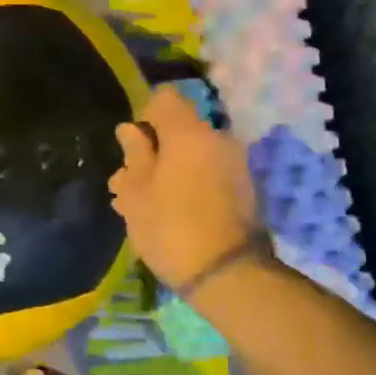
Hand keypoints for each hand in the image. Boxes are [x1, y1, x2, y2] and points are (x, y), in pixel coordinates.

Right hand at [108, 85, 259, 291]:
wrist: (228, 275)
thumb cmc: (171, 227)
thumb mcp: (137, 193)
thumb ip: (134, 156)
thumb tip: (130, 130)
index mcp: (189, 133)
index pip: (164, 99)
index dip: (143, 117)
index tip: (131, 148)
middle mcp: (218, 139)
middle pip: (180, 129)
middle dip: (155, 150)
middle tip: (131, 184)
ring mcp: (236, 164)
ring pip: (193, 154)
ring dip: (170, 170)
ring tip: (146, 205)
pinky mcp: (245, 189)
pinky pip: (209, 173)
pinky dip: (189, 184)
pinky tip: (171, 214)